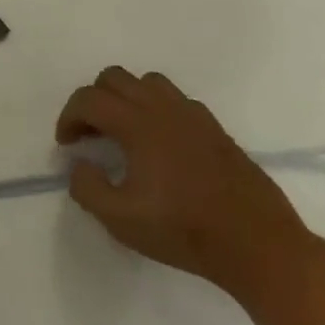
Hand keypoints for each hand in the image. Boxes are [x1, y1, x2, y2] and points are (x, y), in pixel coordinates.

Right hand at [55, 67, 306, 291]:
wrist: (258, 246)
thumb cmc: (184, 230)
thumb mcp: (119, 219)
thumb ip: (87, 187)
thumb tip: (81, 165)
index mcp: (137, 124)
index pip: (88, 99)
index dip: (69, 117)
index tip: (66, 145)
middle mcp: (163, 109)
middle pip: (115, 78)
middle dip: (93, 100)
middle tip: (91, 134)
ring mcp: (193, 116)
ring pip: (148, 82)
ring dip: (127, 98)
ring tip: (124, 131)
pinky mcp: (215, 130)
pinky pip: (177, 100)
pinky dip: (157, 109)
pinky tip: (160, 143)